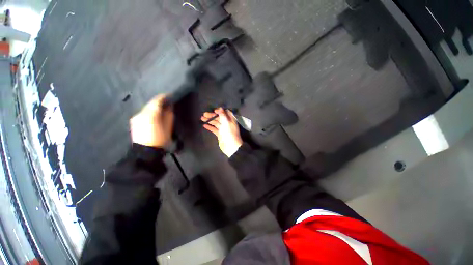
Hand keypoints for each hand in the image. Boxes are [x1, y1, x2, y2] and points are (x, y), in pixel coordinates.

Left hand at [130, 95, 173, 147]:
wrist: (145, 152)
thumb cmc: (160, 139)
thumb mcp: (168, 127)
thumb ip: (168, 115)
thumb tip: (169, 106)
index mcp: (150, 114)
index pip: (156, 101)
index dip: (163, 97)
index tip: (169, 95)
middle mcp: (141, 113)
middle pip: (150, 105)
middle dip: (158, 103)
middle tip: (166, 104)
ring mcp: (135, 118)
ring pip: (146, 109)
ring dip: (153, 108)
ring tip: (161, 110)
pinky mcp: (134, 122)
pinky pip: (143, 114)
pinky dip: (149, 113)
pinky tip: (153, 117)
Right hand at [201, 108, 242, 157]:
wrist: (231, 147)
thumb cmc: (229, 134)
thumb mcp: (226, 123)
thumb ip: (223, 115)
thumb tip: (220, 108)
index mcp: (230, 120)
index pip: (225, 113)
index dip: (220, 111)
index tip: (214, 110)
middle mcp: (227, 123)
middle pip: (219, 117)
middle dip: (212, 116)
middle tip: (204, 114)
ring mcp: (223, 129)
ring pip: (216, 123)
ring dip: (209, 120)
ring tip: (202, 118)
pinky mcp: (220, 134)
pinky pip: (214, 129)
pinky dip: (210, 127)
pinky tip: (204, 125)